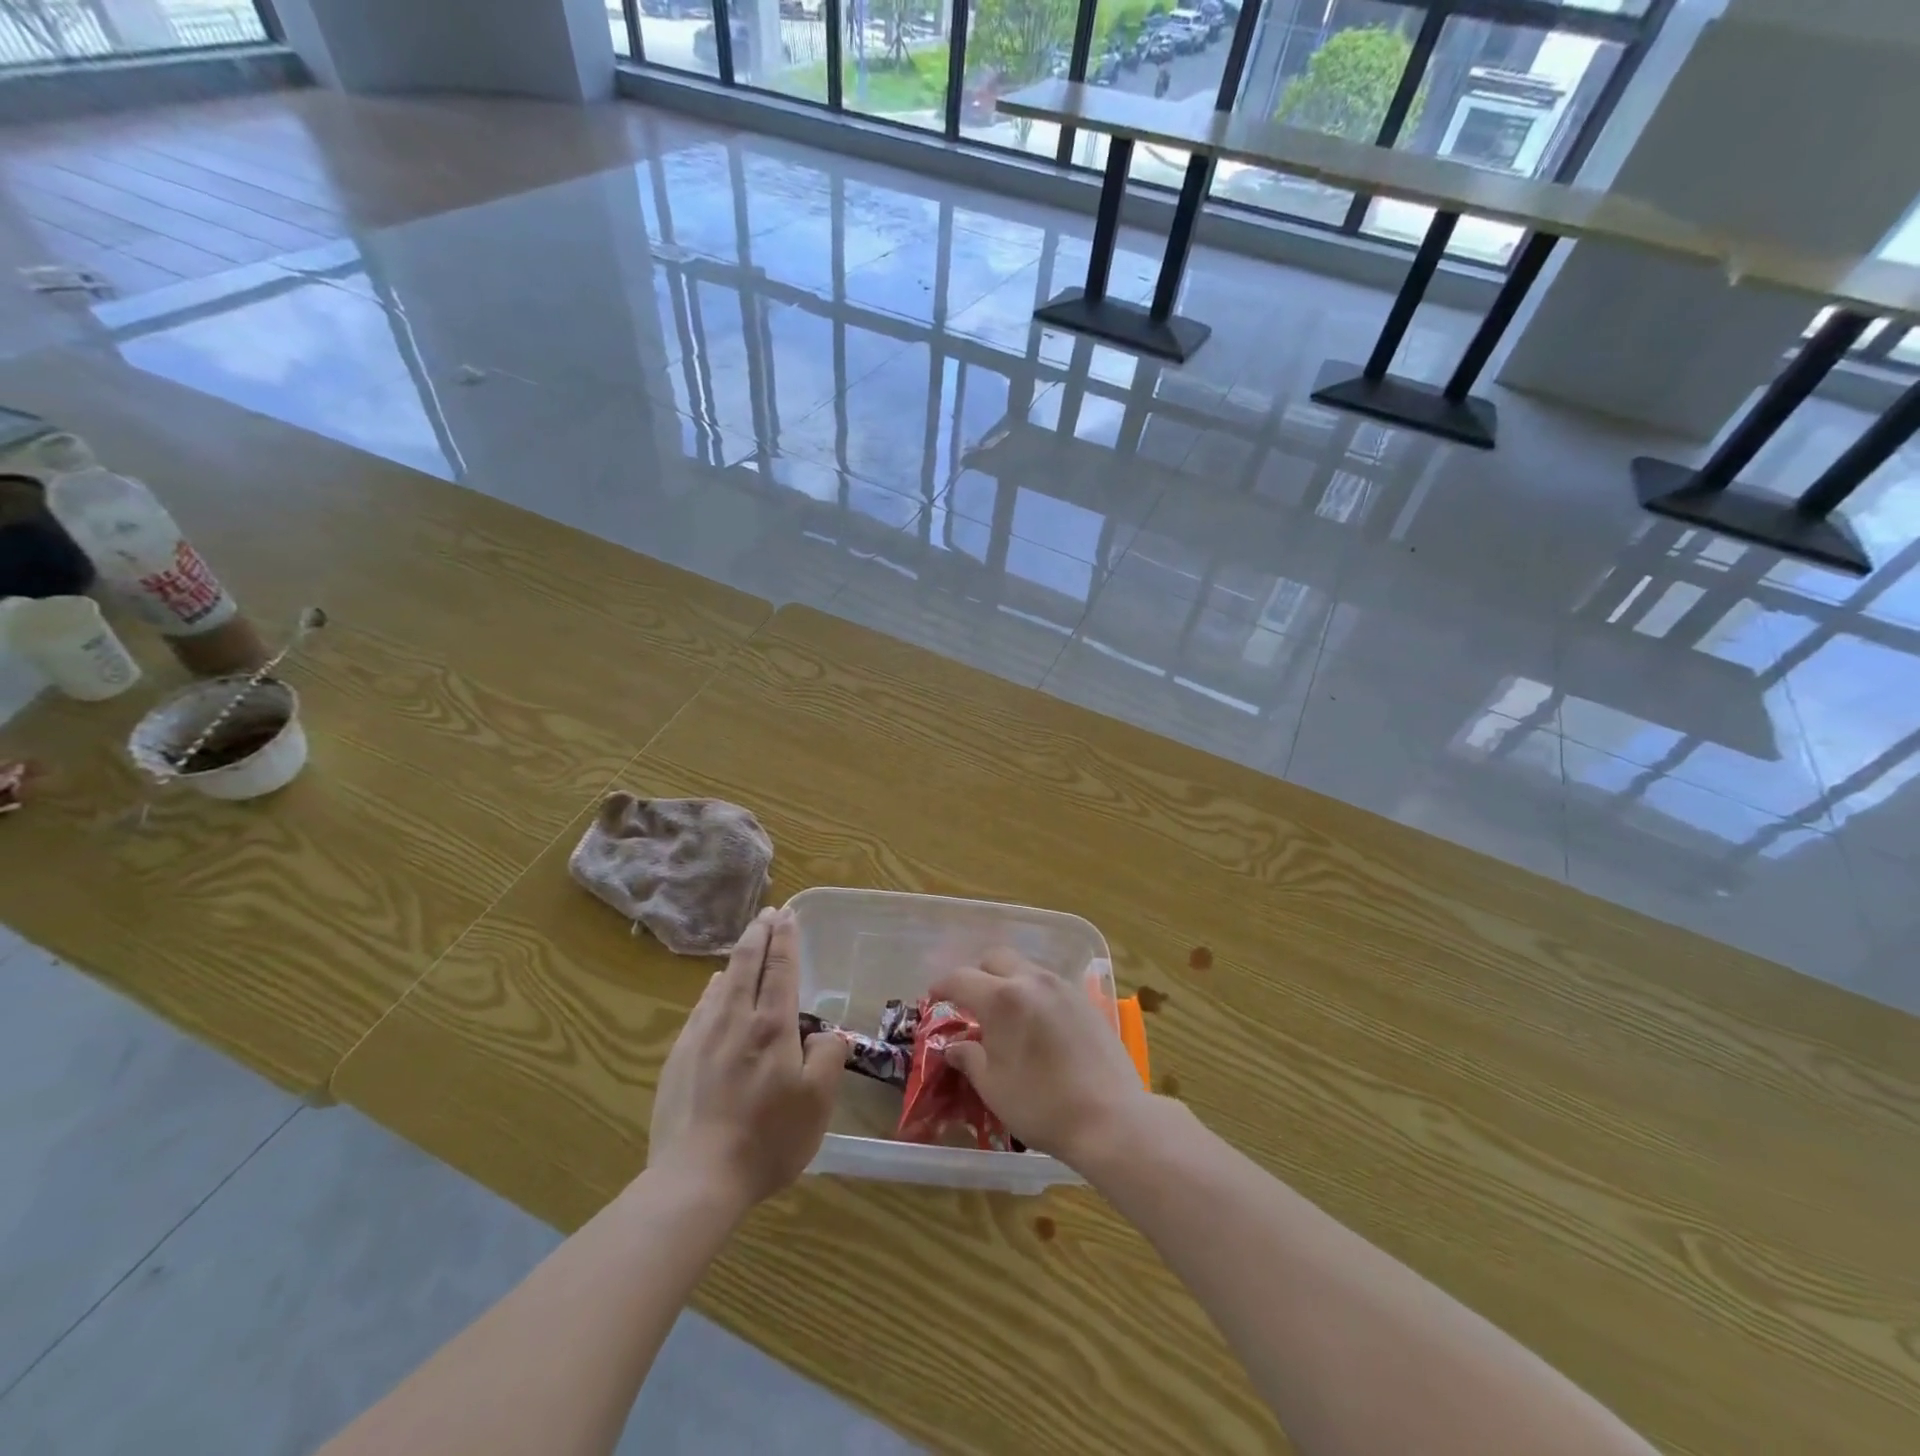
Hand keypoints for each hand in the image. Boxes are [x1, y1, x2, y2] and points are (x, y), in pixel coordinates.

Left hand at [648, 907, 844, 1208]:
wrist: (696, 1179)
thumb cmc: (767, 1139)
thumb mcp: (818, 1102)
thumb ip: (828, 1057)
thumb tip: (822, 1034)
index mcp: (772, 1026)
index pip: (780, 968)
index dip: (785, 938)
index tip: (787, 914)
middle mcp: (734, 1019)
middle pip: (746, 963)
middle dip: (759, 933)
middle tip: (767, 913)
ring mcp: (701, 1037)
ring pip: (721, 982)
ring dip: (737, 957)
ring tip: (746, 944)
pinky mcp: (678, 1058)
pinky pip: (700, 1008)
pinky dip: (713, 989)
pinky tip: (714, 989)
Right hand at [930, 949, 1151, 1166]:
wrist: (1111, 1118)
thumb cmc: (1042, 1105)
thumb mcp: (994, 1087)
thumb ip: (970, 1058)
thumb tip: (955, 1046)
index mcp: (1002, 999)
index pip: (961, 978)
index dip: (943, 986)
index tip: (934, 997)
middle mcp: (1032, 981)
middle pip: (996, 959)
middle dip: (978, 974)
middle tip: (971, 1003)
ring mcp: (1063, 987)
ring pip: (1026, 968)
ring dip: (1008, 981)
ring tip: (1006, 1016)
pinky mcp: (1086, 1000)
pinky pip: (1049, 984)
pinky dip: (1034, 993)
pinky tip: (1037, 1024)